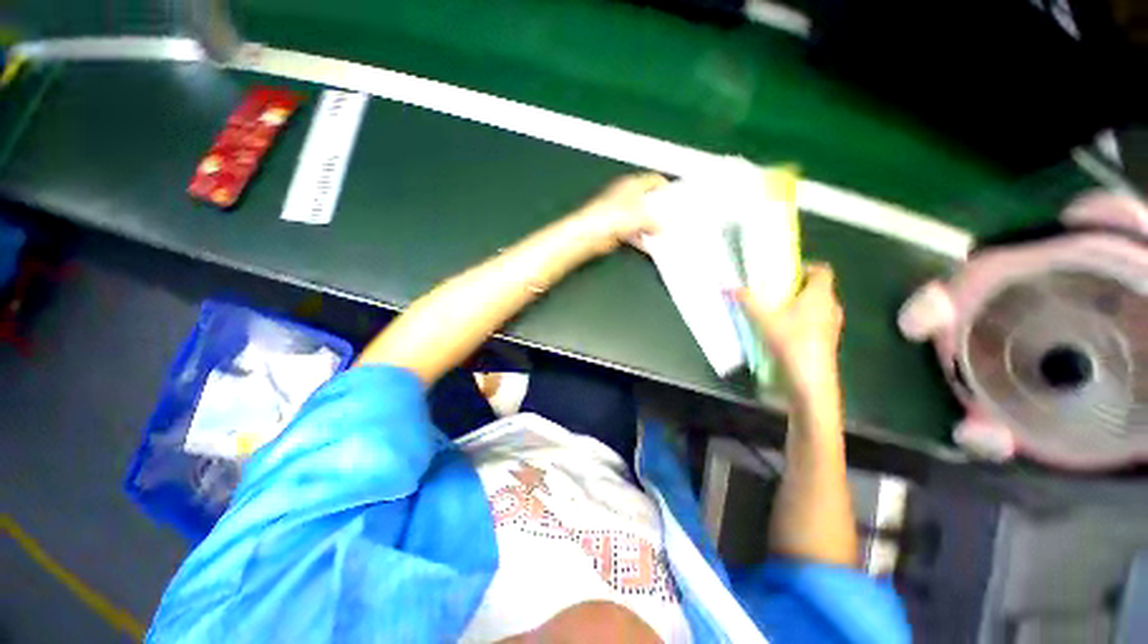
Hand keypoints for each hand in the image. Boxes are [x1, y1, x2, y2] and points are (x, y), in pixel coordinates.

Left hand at [567, 173, 667, 255]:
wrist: (589, 234)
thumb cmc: (608, 218)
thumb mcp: (641, 217)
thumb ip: (654, 221)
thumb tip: (661, 227)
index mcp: (631, 185)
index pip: (654, 180)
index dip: (665, 188)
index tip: (674, 198)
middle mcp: (625, 197)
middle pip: (648, 201)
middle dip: (659, 211)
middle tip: (670, 218)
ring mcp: (620, 213)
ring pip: (641, 219)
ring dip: (650, 227)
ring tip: (661, 233)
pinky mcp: (616, 228)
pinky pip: (633, 233)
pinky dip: (640, 238)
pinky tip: (647, 245)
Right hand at [739, 264, 843, 403]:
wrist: (809, 379)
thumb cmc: (790, 341)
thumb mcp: (763, 319)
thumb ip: (747, 301)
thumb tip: (730, 287)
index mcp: (820, 294)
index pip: (822, 270)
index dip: (805, 267)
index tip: (785, 272)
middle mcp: (831, 306)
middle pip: (817, 288)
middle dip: (796, 287)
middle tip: (774, 291)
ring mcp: (832, 324)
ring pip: (817, 306)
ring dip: (799, 304)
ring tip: (775, 310)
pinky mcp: (828, 340)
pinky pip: (816, 321)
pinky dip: (802, 319)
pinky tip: (782, 330)